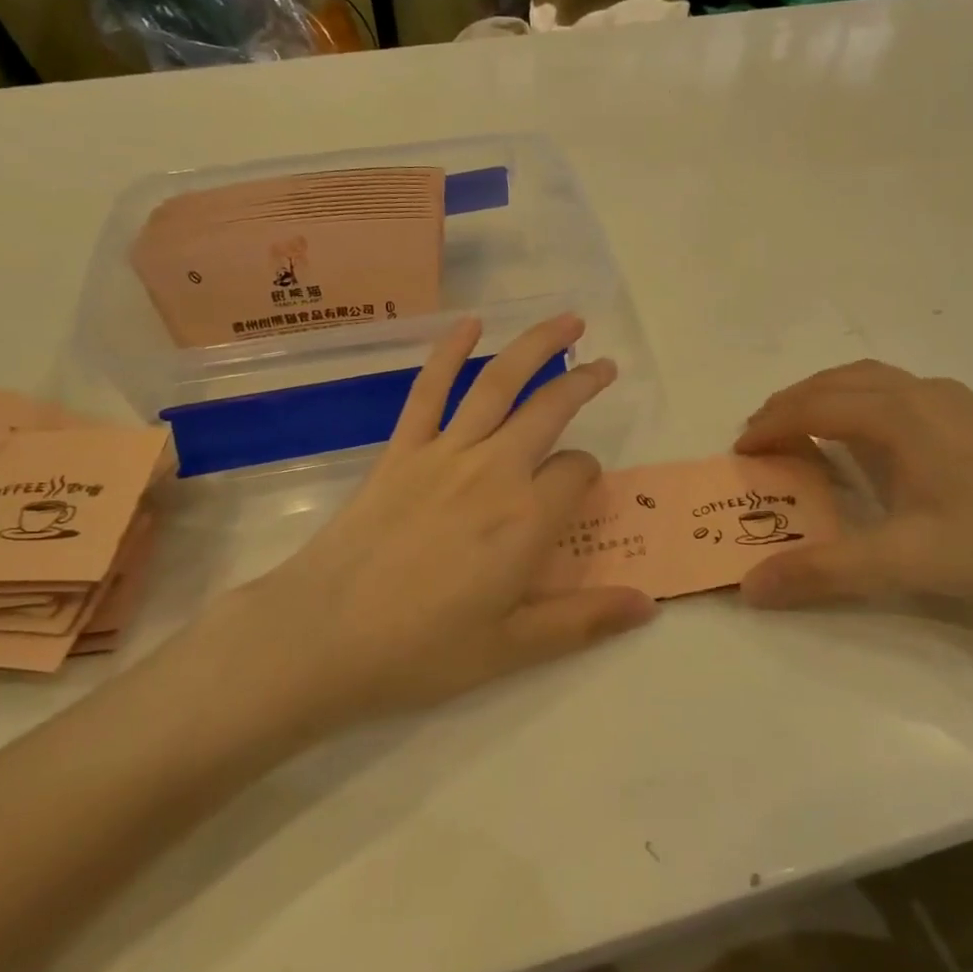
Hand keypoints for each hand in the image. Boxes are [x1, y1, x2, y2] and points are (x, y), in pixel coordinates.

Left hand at [216, 314, 653, 734]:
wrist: (323, 636)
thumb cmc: (422, 650)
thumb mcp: (513, 647)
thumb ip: (584, 620)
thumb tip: (649, 604)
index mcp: (527, 519)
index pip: (578, 474)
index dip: (587, 478)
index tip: (578, 495)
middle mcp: (494, 471)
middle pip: (550, 410)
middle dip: (584, 383)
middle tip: (606, 367)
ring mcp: (444, 453)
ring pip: (500, 384)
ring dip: (537, 346)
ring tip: (568, 322)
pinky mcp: (401, 450)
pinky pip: (429, 390)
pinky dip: (449, 352)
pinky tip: (470, 324)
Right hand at [734, 361, 972, 613]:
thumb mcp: (902, 562)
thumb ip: (821, 570)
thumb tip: (750, 587)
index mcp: (897, 415)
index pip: (813, 406)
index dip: (770, 425)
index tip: (740, 452)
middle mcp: (920, 394)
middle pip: (836, 382)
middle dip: (790, 405)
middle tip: (760, 438)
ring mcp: (952, 401)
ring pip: (868, 380)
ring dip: (825, 398)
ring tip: (802, 430)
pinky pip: (895, 392)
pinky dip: (858, 402)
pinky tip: (867, 439)